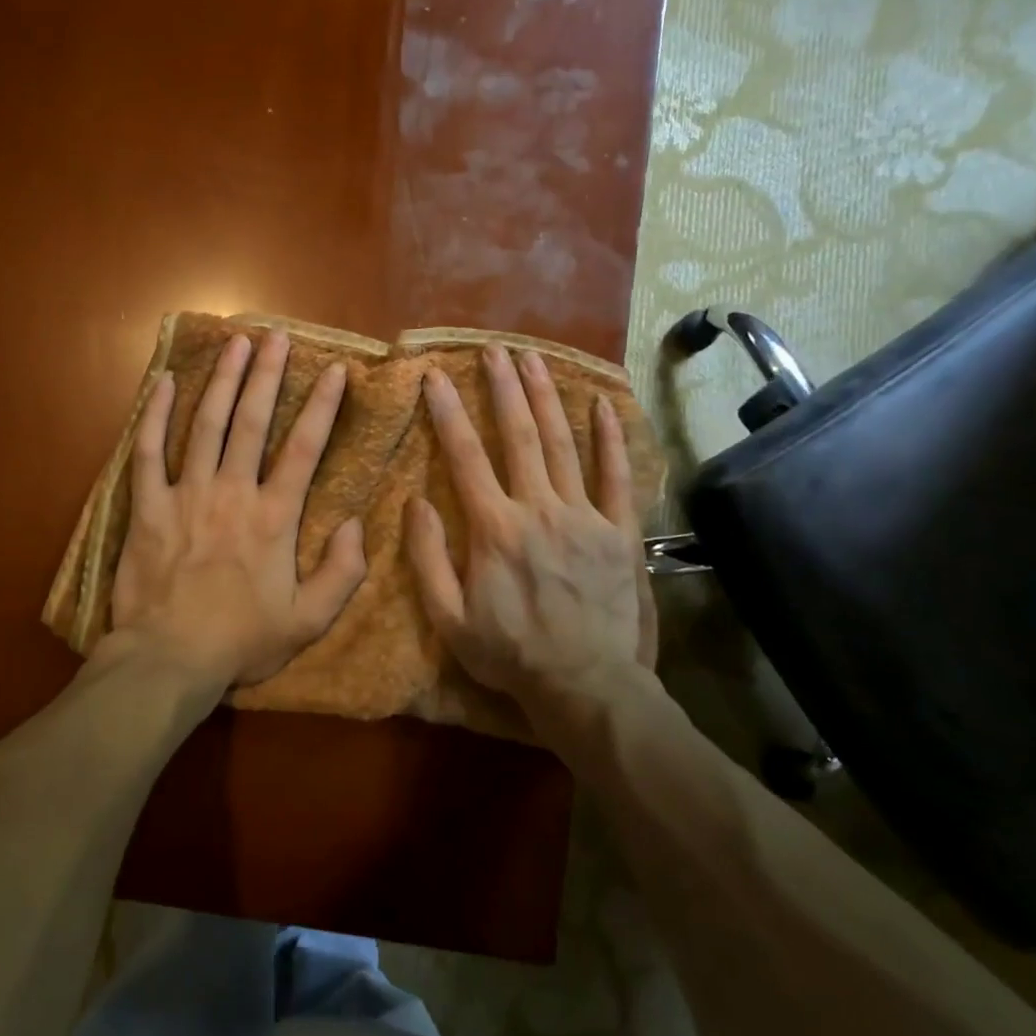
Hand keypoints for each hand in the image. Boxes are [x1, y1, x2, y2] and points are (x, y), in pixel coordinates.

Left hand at [106, 330, 366, 695]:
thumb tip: (358, 525)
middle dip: (267, 375)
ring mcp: (185, 494)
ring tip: (235, 343)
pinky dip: (156, 415)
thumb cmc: (240, 641)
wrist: (168, 660)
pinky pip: (148, 452)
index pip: (304, 448)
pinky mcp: (146, 506)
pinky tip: (166, 383)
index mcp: (273, 517)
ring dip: (222, 380)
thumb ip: (342, 573)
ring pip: (205, 425)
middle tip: (276, 336)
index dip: (322, 406)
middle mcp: (232, 492)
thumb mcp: (308, 621)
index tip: (335, 370)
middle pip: (252, 421)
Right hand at [405, 345, 656, 723]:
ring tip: (533, 359)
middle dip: (503, 388)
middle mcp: (538, 509)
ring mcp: (584, 516)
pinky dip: (609, 438)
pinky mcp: (620, 532)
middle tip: (493, 350)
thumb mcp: (449, 618)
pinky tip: (601, 404)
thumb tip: (415, 502)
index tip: (435, 376)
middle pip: (518, 436)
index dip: (447, 412)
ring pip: (562, 444)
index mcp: (494, 528)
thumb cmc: (510, 654)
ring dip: (546, 398)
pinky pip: (616, 477)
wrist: (585, 686)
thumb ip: (428, 558)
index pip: (465, 456)